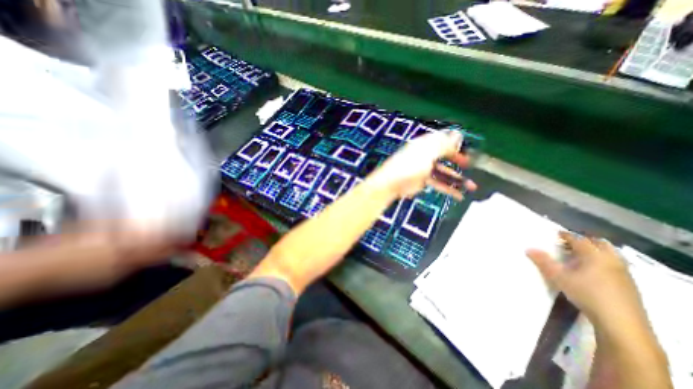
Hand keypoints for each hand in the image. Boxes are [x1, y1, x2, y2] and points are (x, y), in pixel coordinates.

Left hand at [368, 131, 477, 200]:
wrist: (391, 183)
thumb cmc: (409, 166)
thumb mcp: (428, 153)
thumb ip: (443, 145)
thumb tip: (458, 134)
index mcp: (425, 144)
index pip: (442, 139)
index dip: (455, 143)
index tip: (468, 148)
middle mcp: (425, 155)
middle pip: (444, 155)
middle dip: (458, 160)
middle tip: (470, 165)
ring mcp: (424, 169)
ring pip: (443, 172)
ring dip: (457, 179)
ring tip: (472, 187)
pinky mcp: (422, 181)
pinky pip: (438, 183)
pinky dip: (448, 188)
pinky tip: (459, 195)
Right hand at [529, 233, 647, 329]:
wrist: (621, 324)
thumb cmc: (587, 294)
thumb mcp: (559, 277)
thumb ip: (543, 262)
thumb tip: (529, 249)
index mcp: (594, 255)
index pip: (579, 239)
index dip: (566, 235)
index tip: (556, 234)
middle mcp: (611, 260)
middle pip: (599, 244)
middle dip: (584, 241)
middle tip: (569, 244)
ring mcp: (623, 273)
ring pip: (610, 254)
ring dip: (595, 251)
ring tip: (579, 257)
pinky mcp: (629, 285)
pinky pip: (614, 265)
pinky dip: (602, 262)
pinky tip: (592, 272)